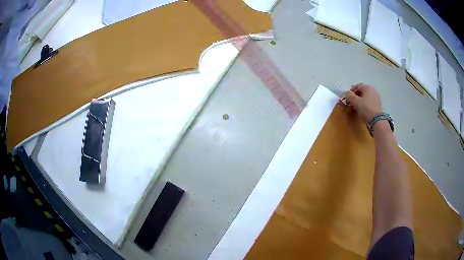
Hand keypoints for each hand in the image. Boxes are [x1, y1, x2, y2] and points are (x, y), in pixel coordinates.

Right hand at [343, 83, 382, 121]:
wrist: (377, 120)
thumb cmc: (366, 108)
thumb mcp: (355, 101)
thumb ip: (349, 95)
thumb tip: (346, 93)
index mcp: (367, 87)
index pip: (356, 86)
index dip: (351, 92)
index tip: (347, 99)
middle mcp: (372, 89)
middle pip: (361, 91)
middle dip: (355, 96)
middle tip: (351, 103)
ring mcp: (376, 97)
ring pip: (365, 97)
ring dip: (360, 100)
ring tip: (357, 107)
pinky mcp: (378, 104)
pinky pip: (369, 101)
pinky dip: (365, 104)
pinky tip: (363, 109)